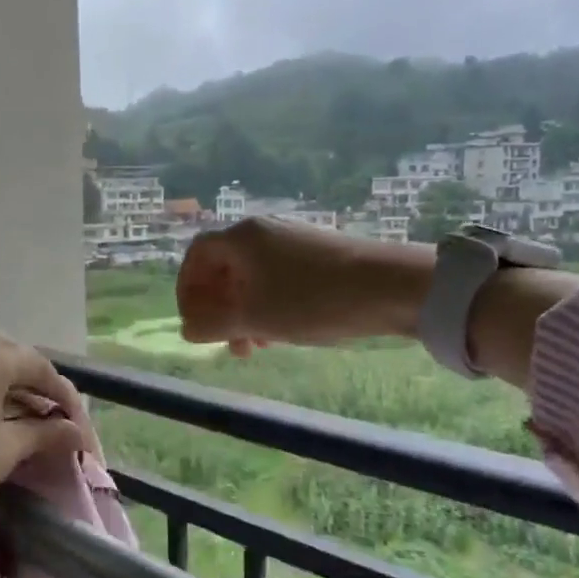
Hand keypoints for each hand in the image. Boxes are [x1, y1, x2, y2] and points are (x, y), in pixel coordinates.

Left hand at [0, 337, 93, 545]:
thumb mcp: (4, 451)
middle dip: (34, 386)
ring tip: (16, 418)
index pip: (39, 367)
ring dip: (2, 388)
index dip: (64, 395)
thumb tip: (76, 432)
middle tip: (50, 418)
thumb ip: (44, 434)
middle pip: (8, 360)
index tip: (76, 425)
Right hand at [177, 217, 433, 352]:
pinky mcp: (318, 254)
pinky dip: (269, 304)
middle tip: (226, 342)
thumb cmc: (311, 300)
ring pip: (252, 277)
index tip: (194, 321)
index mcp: (242, 238)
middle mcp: (264, 231)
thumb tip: (188, 329)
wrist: (391, 286)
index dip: (187, 289)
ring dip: (244, 311)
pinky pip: (277, 278)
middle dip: (218, 307)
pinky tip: (283, 332)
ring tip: (256, 345)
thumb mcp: (254, 318)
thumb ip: (212, 324)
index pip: (197, 255)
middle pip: (224, 267)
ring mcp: (293, 240)